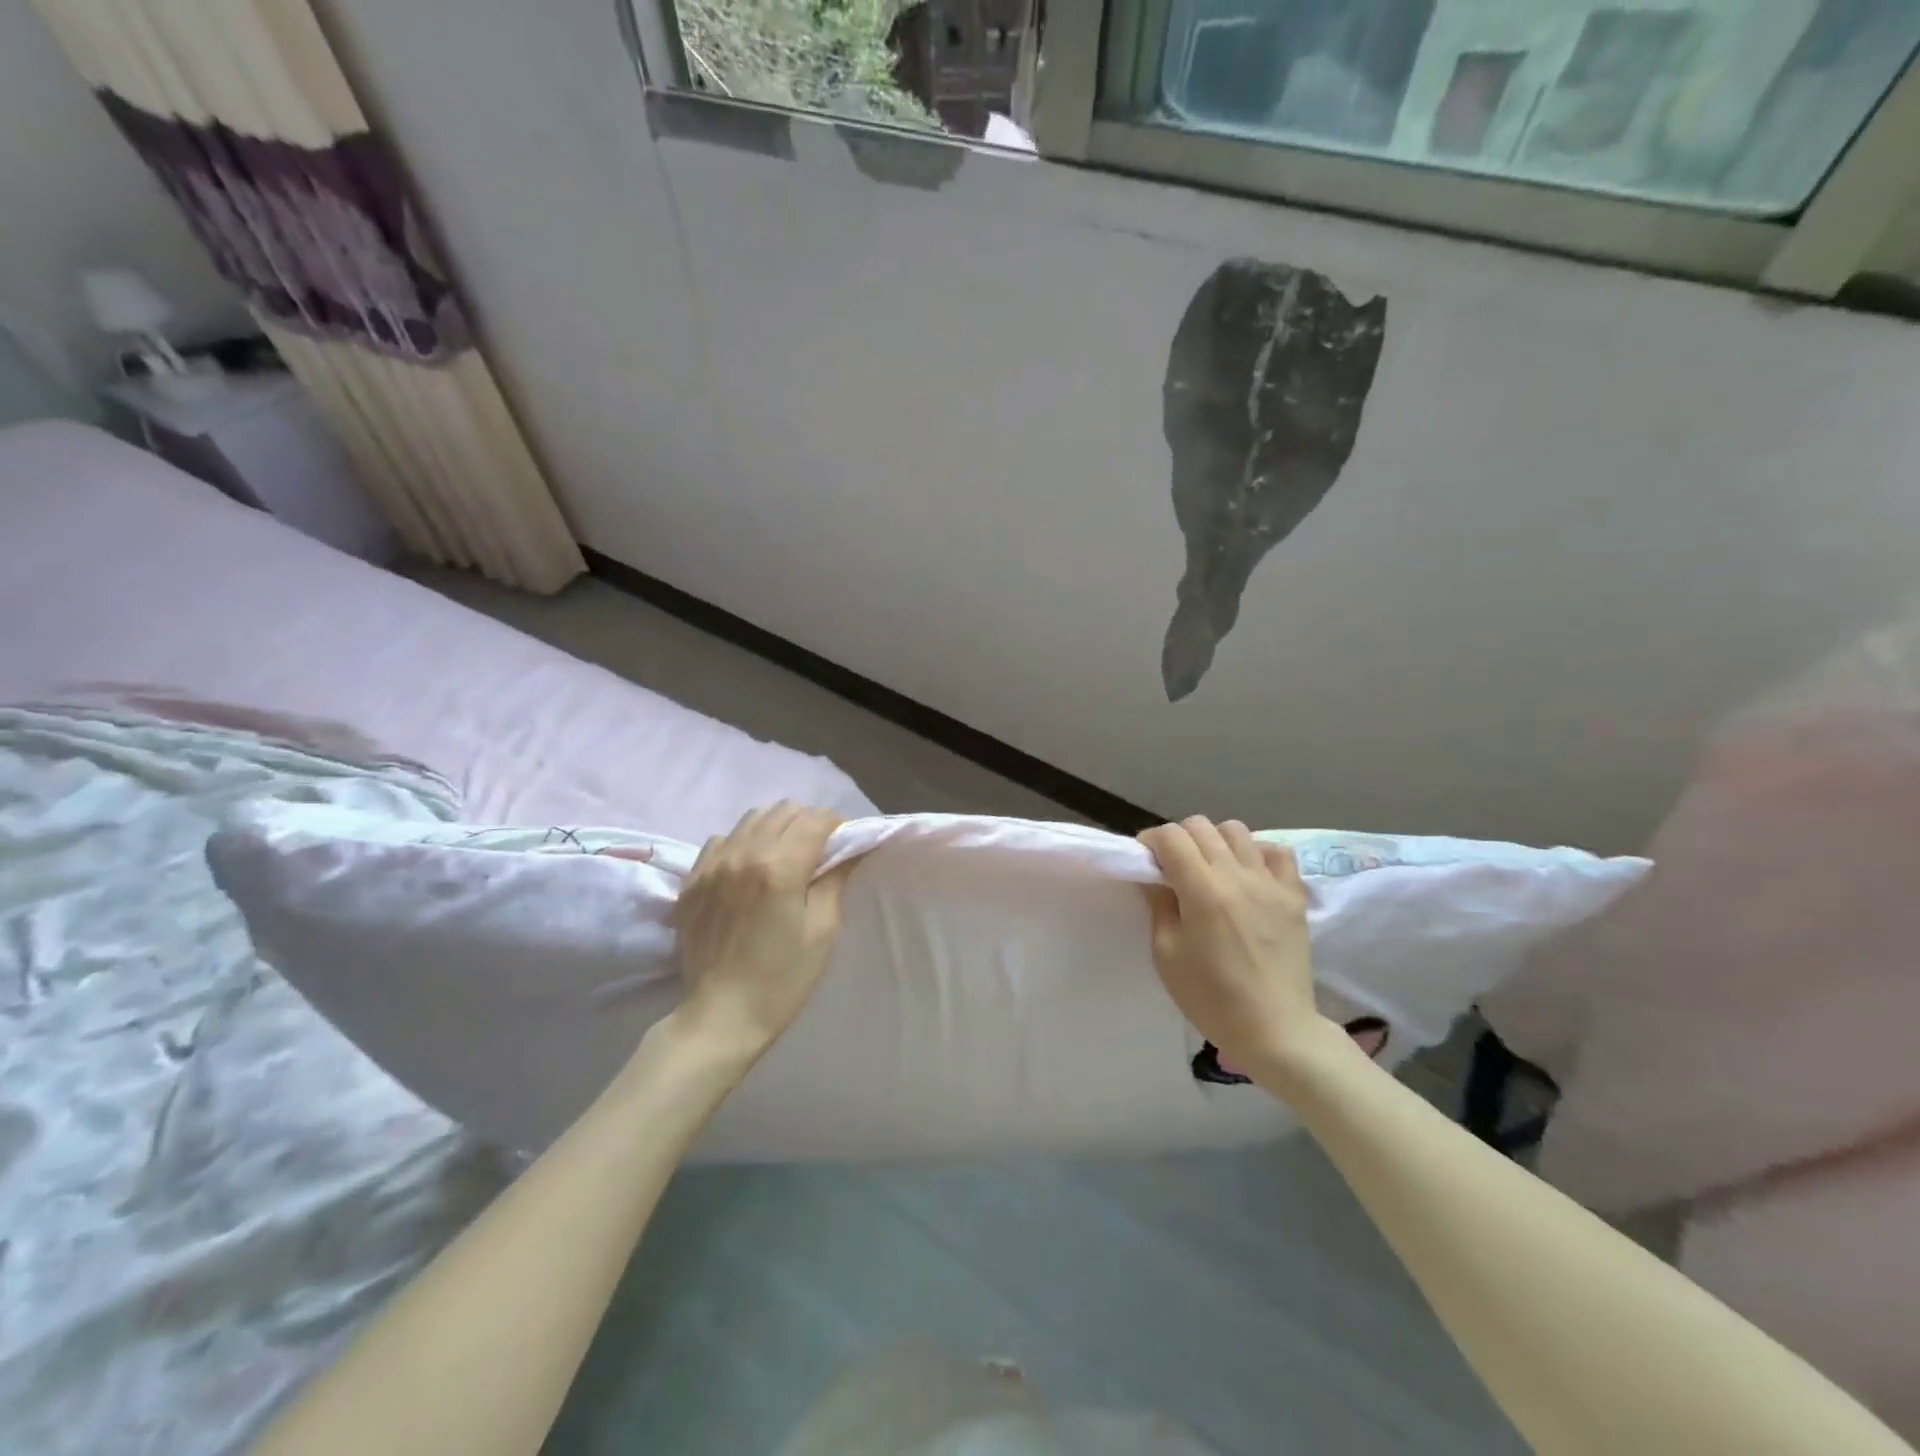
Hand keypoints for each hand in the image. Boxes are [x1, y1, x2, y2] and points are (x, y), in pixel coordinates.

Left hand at [670, 802, 851, 1064]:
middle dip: (808, 822)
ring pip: (752, 818)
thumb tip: (850, 848)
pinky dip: (742, 843)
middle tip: (819, 850)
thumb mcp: (823, 930)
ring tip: (784, 856)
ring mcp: (712, 864)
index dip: (838, 826)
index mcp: (779, 867)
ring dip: (776, 828)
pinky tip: (749, 870)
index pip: (816, 820)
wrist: (720, 1017)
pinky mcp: (691, 880)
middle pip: (784, 810)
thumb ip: (835, 878)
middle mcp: (743, 853)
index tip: (845, 845)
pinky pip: (721, 840)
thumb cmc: (782, 979)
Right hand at [1139, 817, 1344, 1081]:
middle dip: (1179, 839)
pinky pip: (1276, 851)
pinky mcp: (1294, 894)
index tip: (1145, 861)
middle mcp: (1237, 874)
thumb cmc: (1211, 997)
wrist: (1275, 1029)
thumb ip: (1159, 905)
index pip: (1171, 836)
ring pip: (1236, 830)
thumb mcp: (1167, 954)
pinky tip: (1247, 874)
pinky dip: (1256, 853)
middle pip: (1200, 826)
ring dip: (1215, 841)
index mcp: (1202, 889)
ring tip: (1210, 869)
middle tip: (1173, 868)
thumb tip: (1154, 876)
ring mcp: (1270, 881)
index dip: (1151, 841)